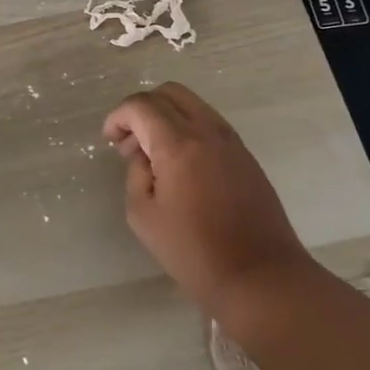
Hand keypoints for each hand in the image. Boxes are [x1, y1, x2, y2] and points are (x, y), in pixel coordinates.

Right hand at [103, 82, 314, 315]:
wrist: (260, 276)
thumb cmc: (193, 250)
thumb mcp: (143, 215)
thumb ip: (135, 174)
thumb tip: (143, 156)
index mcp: (178, 143)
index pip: (141, 106)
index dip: (118, 117)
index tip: (109, 140)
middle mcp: (208, 132)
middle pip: (170, 93)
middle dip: (142, 109)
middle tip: (130, 142)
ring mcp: (232, 142)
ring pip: (193, 105)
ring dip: (167, 117)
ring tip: (154, 155)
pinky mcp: (246, 157)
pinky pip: (210, 124)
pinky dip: (188, 130)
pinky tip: (181, 166)